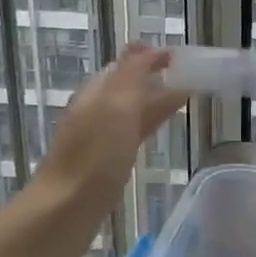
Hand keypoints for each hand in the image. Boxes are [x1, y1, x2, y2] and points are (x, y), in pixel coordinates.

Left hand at [30, 44, 189, 205]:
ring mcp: (100, 138)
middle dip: (156, 76)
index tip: (182, 56)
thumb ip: (131, 75)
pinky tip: (160, 128)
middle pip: (129, 86)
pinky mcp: (107, 162)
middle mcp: (96, 111)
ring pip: (133, 110)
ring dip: (156, 99)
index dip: (151, 57)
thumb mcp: (116, 106)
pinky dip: (150, 122)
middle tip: (190, 74)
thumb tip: (142, 45)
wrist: (65, 211)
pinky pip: (133, 132)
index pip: (126, 65)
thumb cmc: (94, 156)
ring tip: (185, 95)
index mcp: (96, 93)